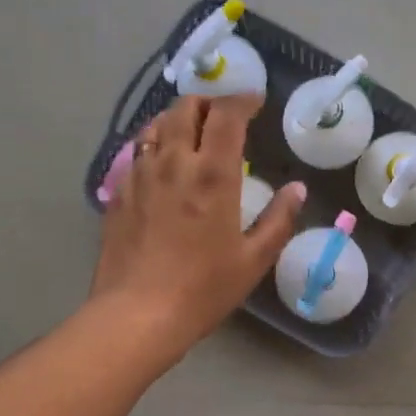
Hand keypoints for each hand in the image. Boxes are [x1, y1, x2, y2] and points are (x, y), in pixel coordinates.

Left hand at [93, 94, 303, 357]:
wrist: (136, 315)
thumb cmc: (202, 289)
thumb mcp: (253, 260)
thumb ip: (279, 219)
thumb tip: (297, 189)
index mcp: (213, 175)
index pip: (227, 114)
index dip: (243, 99)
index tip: (256, 101)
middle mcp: (174, 163)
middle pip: (186, 108)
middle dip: (208, 102)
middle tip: (224, 116)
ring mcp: (140, 175)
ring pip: (156, 125)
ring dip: (178, 118)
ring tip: (192, 132)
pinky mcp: (118, 193)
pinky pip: (136, 152)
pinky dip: (155, 144)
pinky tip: (162, 164)